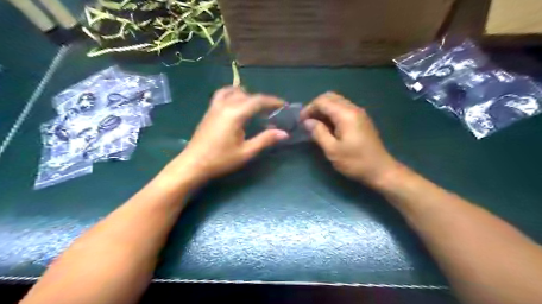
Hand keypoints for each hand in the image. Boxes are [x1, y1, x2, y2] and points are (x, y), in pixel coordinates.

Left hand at [168, 85, 289, 184]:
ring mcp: (215, 106)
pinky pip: (223, 94)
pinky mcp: (209, 111)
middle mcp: (225, 105)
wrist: (193, 164)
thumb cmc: (220, 160)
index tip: (284, 105)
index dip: (273, 101)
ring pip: (234, 91)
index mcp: (235, 114)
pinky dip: (233, 94)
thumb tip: (284, 133)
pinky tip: (237, 105)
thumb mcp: (246, 152)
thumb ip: (265, 140)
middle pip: (247, 95)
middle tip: (272, 111)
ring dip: (247, 95)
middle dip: (262, 100)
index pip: (258, 101)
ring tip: (255, 107)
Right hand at [303, 91, 398, 186]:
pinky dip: (332, 113)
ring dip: (324, 110)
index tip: (300, 122)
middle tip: (307, 121)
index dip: (309, 109)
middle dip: (316, 106)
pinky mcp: (361, 120)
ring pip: (337, 102)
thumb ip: (318, 133)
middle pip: (330, 97)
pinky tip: (328, 127)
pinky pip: (343, 109)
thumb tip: (307, 122)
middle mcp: (353, 109)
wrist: (381, 170)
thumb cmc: (355, 162)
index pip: (322, 101)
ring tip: (315, 125)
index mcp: (346, 114)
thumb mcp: (332, 150)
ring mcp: (359, 113)